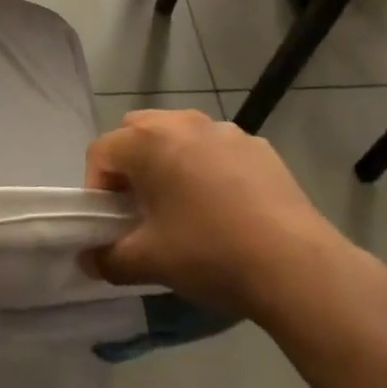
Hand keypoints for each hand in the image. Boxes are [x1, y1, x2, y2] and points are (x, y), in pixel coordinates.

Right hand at [83, 108, 347, 319]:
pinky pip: (216, 148)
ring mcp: (223, 129)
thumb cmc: (210, 254)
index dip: (96, 188)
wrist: (296, 265)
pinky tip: (226, 208)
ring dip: (169, 161)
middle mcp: (181, 122)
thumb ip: (108, 259)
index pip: (101, 152)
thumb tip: (90, 259)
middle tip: (140, 208)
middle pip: (137, 132)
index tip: (110, 223)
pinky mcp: (257, 145)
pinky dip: (208, 167)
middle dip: (130, 166)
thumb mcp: (149, 262)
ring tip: (184, 206)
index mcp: (147, 141)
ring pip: (179, 135)